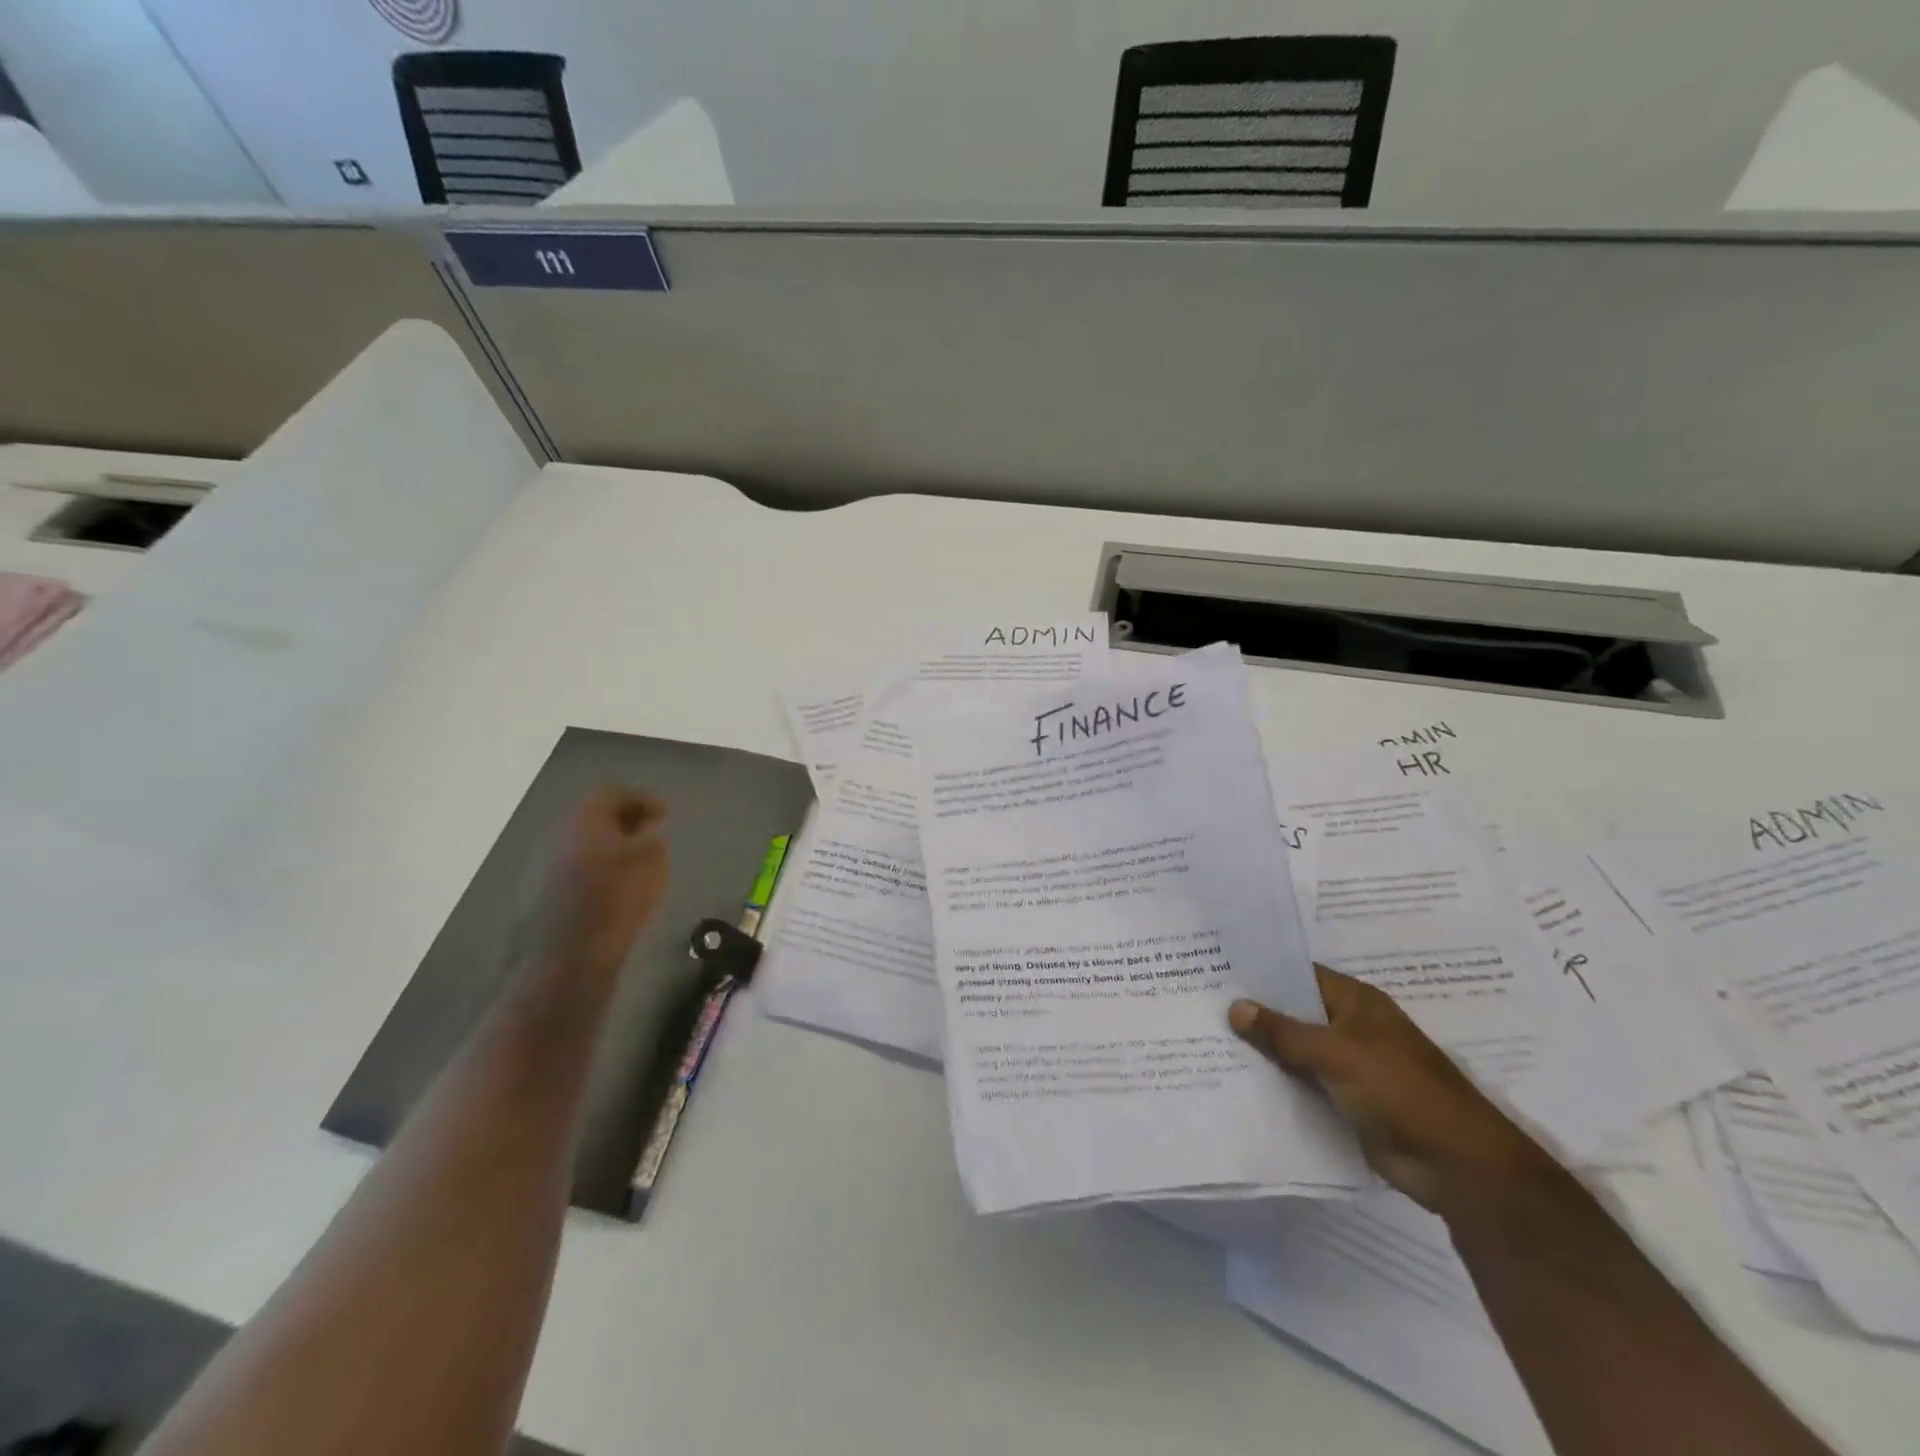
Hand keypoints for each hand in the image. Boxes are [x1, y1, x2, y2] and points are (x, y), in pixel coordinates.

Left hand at [536, 786, 669, 974]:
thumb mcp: (652, 861)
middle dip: (624, 820)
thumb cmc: (616, 897)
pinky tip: (615, 883)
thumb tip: (644, 838)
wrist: (569, 955)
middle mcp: (559, 835)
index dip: (641, 799)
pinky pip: (576, 864)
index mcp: (584, 820)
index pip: (612, 793)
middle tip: (650, 831)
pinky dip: (598, 865)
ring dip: (610, 844)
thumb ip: (652, 842)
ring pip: (583, 841)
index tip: (664, 814)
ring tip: (635, 859)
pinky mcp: (543, 893)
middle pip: (593, 816)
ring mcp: (545, 864)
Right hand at [1230, 966, 1554, 1215]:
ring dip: (1264, 1051)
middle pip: (1294, 1013)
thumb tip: (1234, 1007)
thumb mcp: (1335, 1053)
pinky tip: (1240, 1081)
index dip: (1262, 973)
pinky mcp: (1347, 1101)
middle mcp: (1351, 1027)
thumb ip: (1283, 1032)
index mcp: (1356, 1002)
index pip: (1299, 974)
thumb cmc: (1399, 1089)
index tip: (1217, 970)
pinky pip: (1304, 1084)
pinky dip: (1279, 1083)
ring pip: (1296, 1050)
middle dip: (1255, 1013)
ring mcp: (1350, 1066)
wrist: (1456, 1165)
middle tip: (1202, 1006)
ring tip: (1209, 1041)